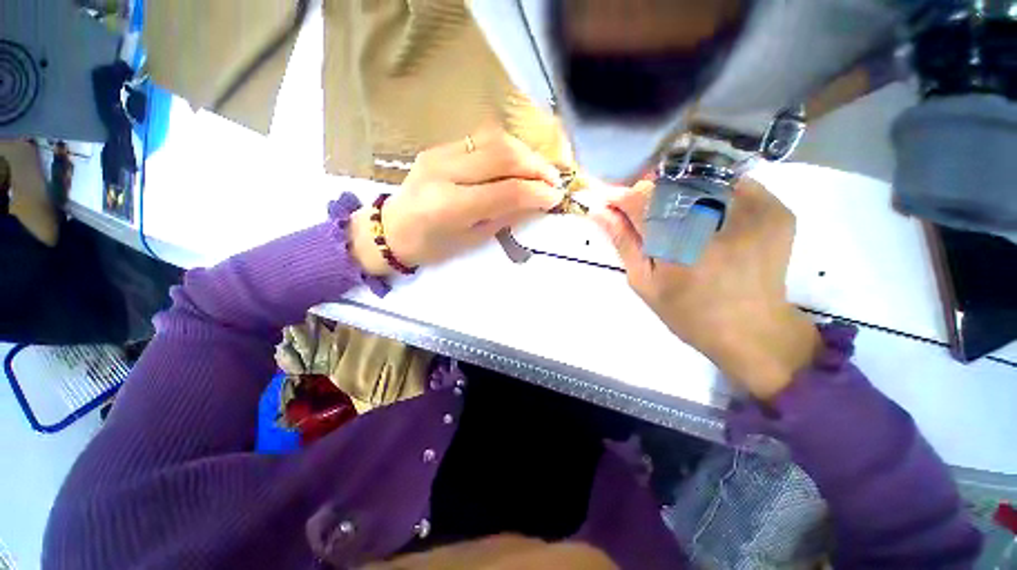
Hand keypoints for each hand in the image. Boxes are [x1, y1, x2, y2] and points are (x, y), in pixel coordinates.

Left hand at [350, 127, 563, 275]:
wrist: (390, 229)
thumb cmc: (431, 246)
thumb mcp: (471, 240)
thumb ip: (504, 217)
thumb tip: (536, 202)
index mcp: (451, 206)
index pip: (507, 191)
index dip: (537, 192)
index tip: (556, 197)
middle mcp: (445, 172)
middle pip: (503, 155)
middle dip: (537, 166)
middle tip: (554, 180)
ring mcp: (439, 154)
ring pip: (494, 139)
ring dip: (525, 153)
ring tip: (540, 170)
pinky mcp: (439, 147)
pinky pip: (481, 140)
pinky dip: (506, 149)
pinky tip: (517, 163)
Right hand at [593, 178, 820, 400]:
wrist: (753, 330)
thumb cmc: (689, 313)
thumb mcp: (645, 283)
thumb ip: (623, 243)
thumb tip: (599, 212)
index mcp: (680, 246)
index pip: (641, 201)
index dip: (621, 196)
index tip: (608, 199)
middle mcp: (720, 221)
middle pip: (671, 183)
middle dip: (648, 190)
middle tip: (639, 209)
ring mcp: (756, 210)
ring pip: (702, 178)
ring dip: (678, 190)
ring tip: (672, 213)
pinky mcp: (777, 209)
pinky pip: (733, 183)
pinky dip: (710, 192)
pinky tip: (703, 215)